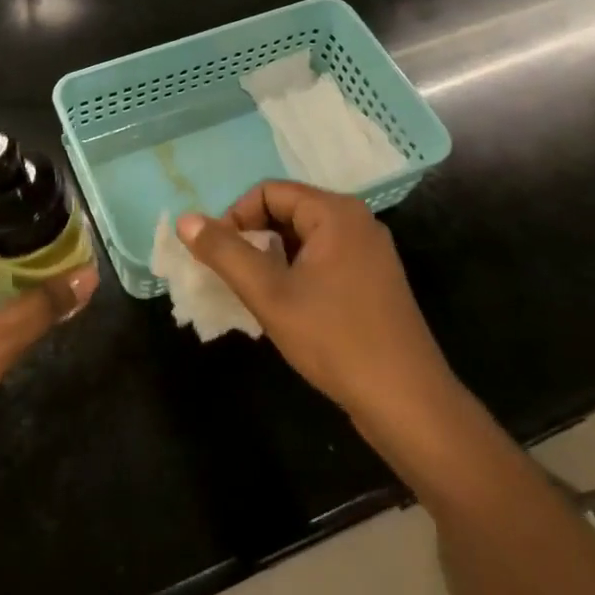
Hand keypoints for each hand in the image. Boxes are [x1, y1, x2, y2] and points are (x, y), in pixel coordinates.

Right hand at [177, 181, 458, 428]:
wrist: (408, 403)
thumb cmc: (335, 339)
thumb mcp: (269, 294)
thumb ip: (225, 253)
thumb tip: (186, 220)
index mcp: (335, 213)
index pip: (268, 192)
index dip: (235, 217)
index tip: (219, 257)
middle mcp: (356, 221)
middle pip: (287, 211)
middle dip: (253, 238)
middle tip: (234, 277)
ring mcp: (369, 252)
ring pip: (303, 238)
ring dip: (272, 258)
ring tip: (256, 294)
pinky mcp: (374, 281)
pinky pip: (323, 259)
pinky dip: (296, 272)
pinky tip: (287, 308)